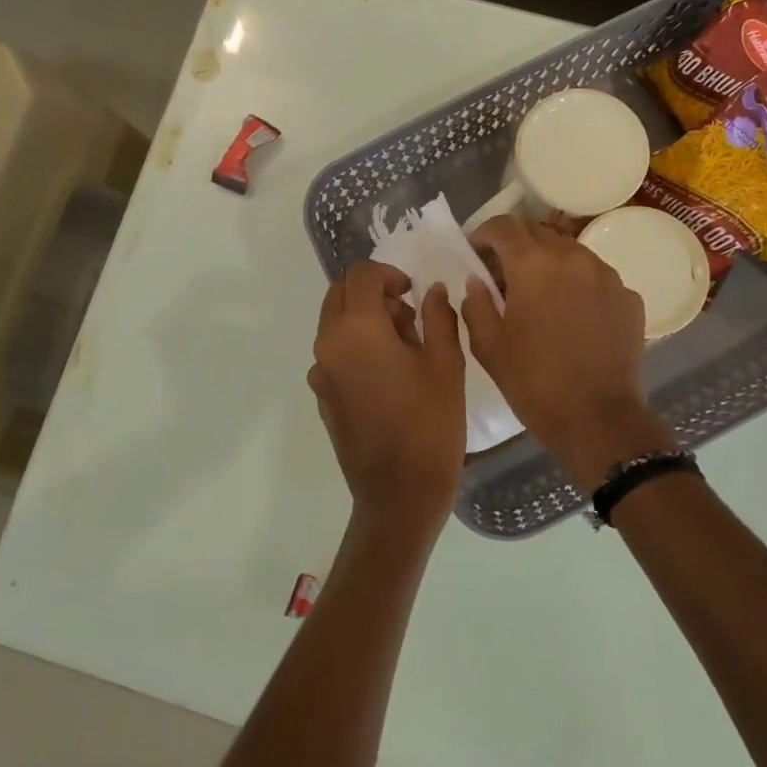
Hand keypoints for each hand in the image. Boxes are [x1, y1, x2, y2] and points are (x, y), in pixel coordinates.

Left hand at [308, 262, 466, 536]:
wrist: (398, 493)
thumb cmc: (430, 424)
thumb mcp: (446, 364)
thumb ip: (439, 317)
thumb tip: (432, 290)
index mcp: (357, 328)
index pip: (361, 274)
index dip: (389, 274)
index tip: (413, 293)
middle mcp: (328, 344)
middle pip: (339, 293)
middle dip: (372, 293)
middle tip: (408, 318)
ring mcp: (320, 372)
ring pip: (335, 323)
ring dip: (364, 320)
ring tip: (404, 350)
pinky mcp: (321, 395)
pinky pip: (334, 353)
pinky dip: (356, 347)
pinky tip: (387, 377)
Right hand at [462, 216, 672, 490]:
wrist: (598, 419)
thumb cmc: (534, 383)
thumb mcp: (488, 347)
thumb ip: (476, 304)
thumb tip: (478, 281)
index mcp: (533, 265)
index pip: (503, 226)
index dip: (483, 232)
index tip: (475, 250)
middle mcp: (574, 258)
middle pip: (539, 232)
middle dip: (516, 246)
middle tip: (503, 274)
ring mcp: (607, 276)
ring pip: (571, 252)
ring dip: (549, 262)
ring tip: (539, 294)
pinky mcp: (629, 298)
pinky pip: (596, 278)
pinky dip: (578, 285)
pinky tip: (571, 315)